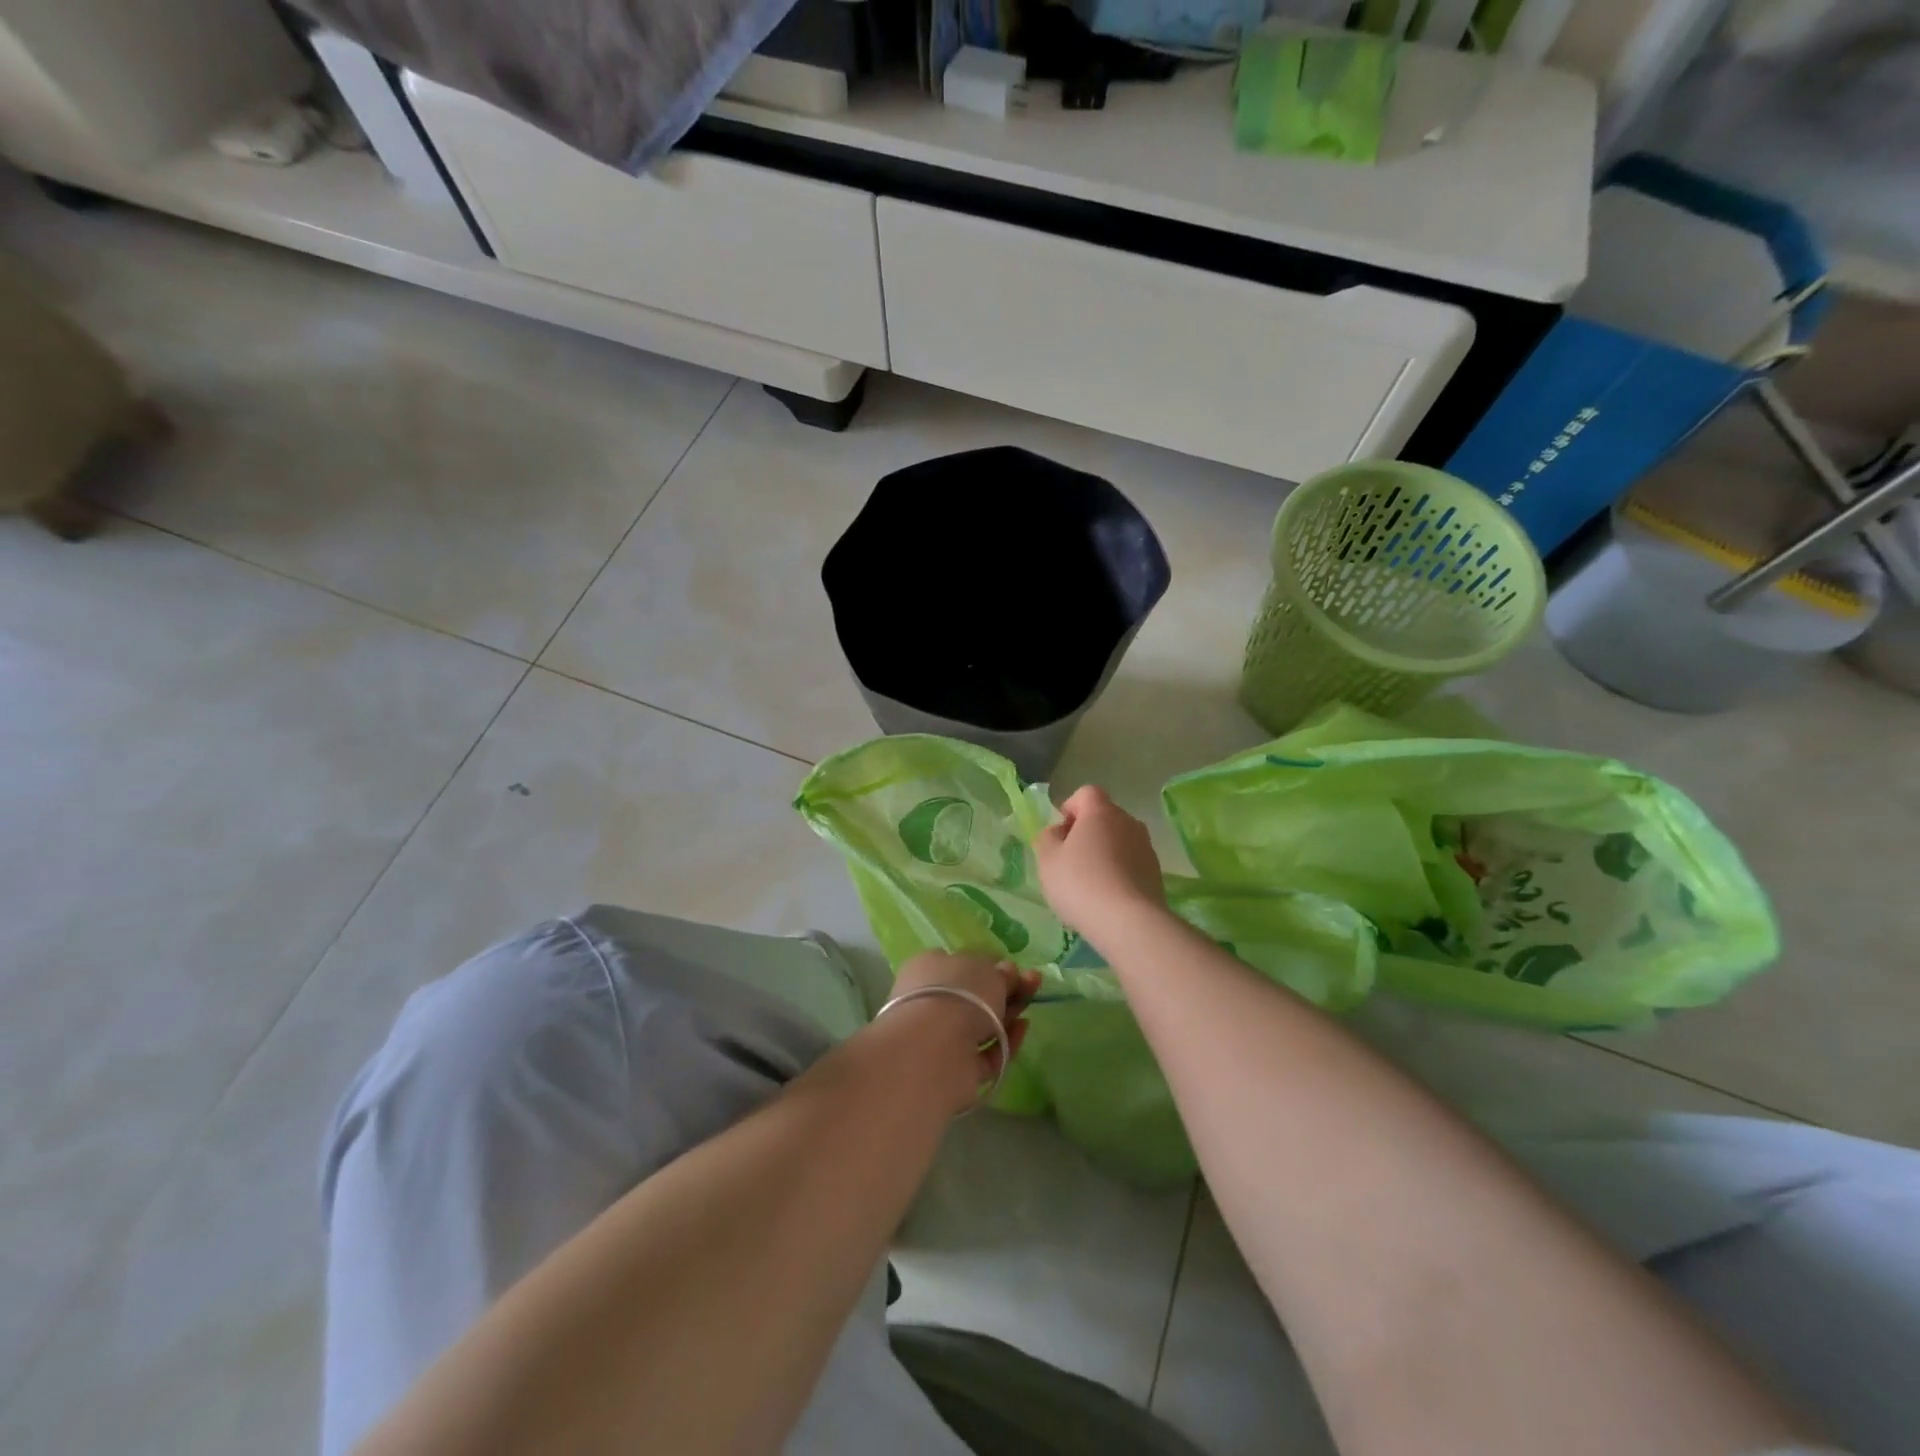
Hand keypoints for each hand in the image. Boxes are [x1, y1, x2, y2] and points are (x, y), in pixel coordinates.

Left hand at [883, 952, 1039, 1110]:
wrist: (936, 1049)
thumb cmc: (960, 993)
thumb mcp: (988, 971)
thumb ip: (1001, 972)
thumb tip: (1006, 971)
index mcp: (929, 967)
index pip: (961, 963)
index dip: (989, 966)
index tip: (1015, 969)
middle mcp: (931, 1001)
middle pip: (975, 995)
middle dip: (1006, 990)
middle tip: (1035, 983)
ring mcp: (942, 1037)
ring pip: (981, 1024)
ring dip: (1008, 1015)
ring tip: (1030, 1008)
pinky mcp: (955, 1068)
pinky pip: (986, 1053)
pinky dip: (1006, 1043)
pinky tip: (1023, 1029)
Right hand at [1034, 785, 1165, 934]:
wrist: (1129, 922)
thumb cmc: (1080, 883)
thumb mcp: (1047, 860)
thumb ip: (1047, 838)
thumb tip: (1058, 832)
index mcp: (1101, 812)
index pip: (1086, 793)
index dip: (1070, 808)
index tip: (1060, 833)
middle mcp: (1128, 822)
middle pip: (1105, 817)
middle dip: (1087, 832)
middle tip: (1070, 860)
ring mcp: (1146, 847)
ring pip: (1120, 841)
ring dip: (1105, 853)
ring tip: (1090, 884)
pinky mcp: (1156, 873)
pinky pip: (1132, 863)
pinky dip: (1119, 872)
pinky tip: (1108, 897)